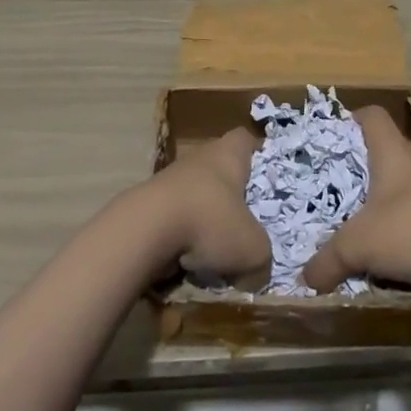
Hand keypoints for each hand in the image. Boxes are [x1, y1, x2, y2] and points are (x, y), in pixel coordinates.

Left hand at [143, 126, 270, 290]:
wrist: (144, 230)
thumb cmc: (209, 222)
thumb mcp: (252, 248)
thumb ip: (262, 257)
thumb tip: (258, 271)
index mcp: (228, 155)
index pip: (245, 139)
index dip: (257, 153)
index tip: (266, 173)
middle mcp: (199, 158)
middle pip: (220, 168)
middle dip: (232, 194)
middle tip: (247, 220)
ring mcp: (170, 179)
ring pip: (197, 194)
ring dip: (206, 218)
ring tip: (218, 249)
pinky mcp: (150, 203)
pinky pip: (176, 216)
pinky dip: (183, 235)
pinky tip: (190, 260)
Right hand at [302, 106, 410, 294]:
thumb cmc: (410, 228)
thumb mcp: (357, 245)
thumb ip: (326, 261)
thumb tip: (306, 278)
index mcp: (391, 151)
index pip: (371, 116)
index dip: (349, 120)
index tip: (329, 139)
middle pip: (381, 150)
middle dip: (355, 167)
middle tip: (330, 185)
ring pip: (396, 184)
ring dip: (376, 200)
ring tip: (351, 220)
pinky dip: (395, 225)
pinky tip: (379, 248)